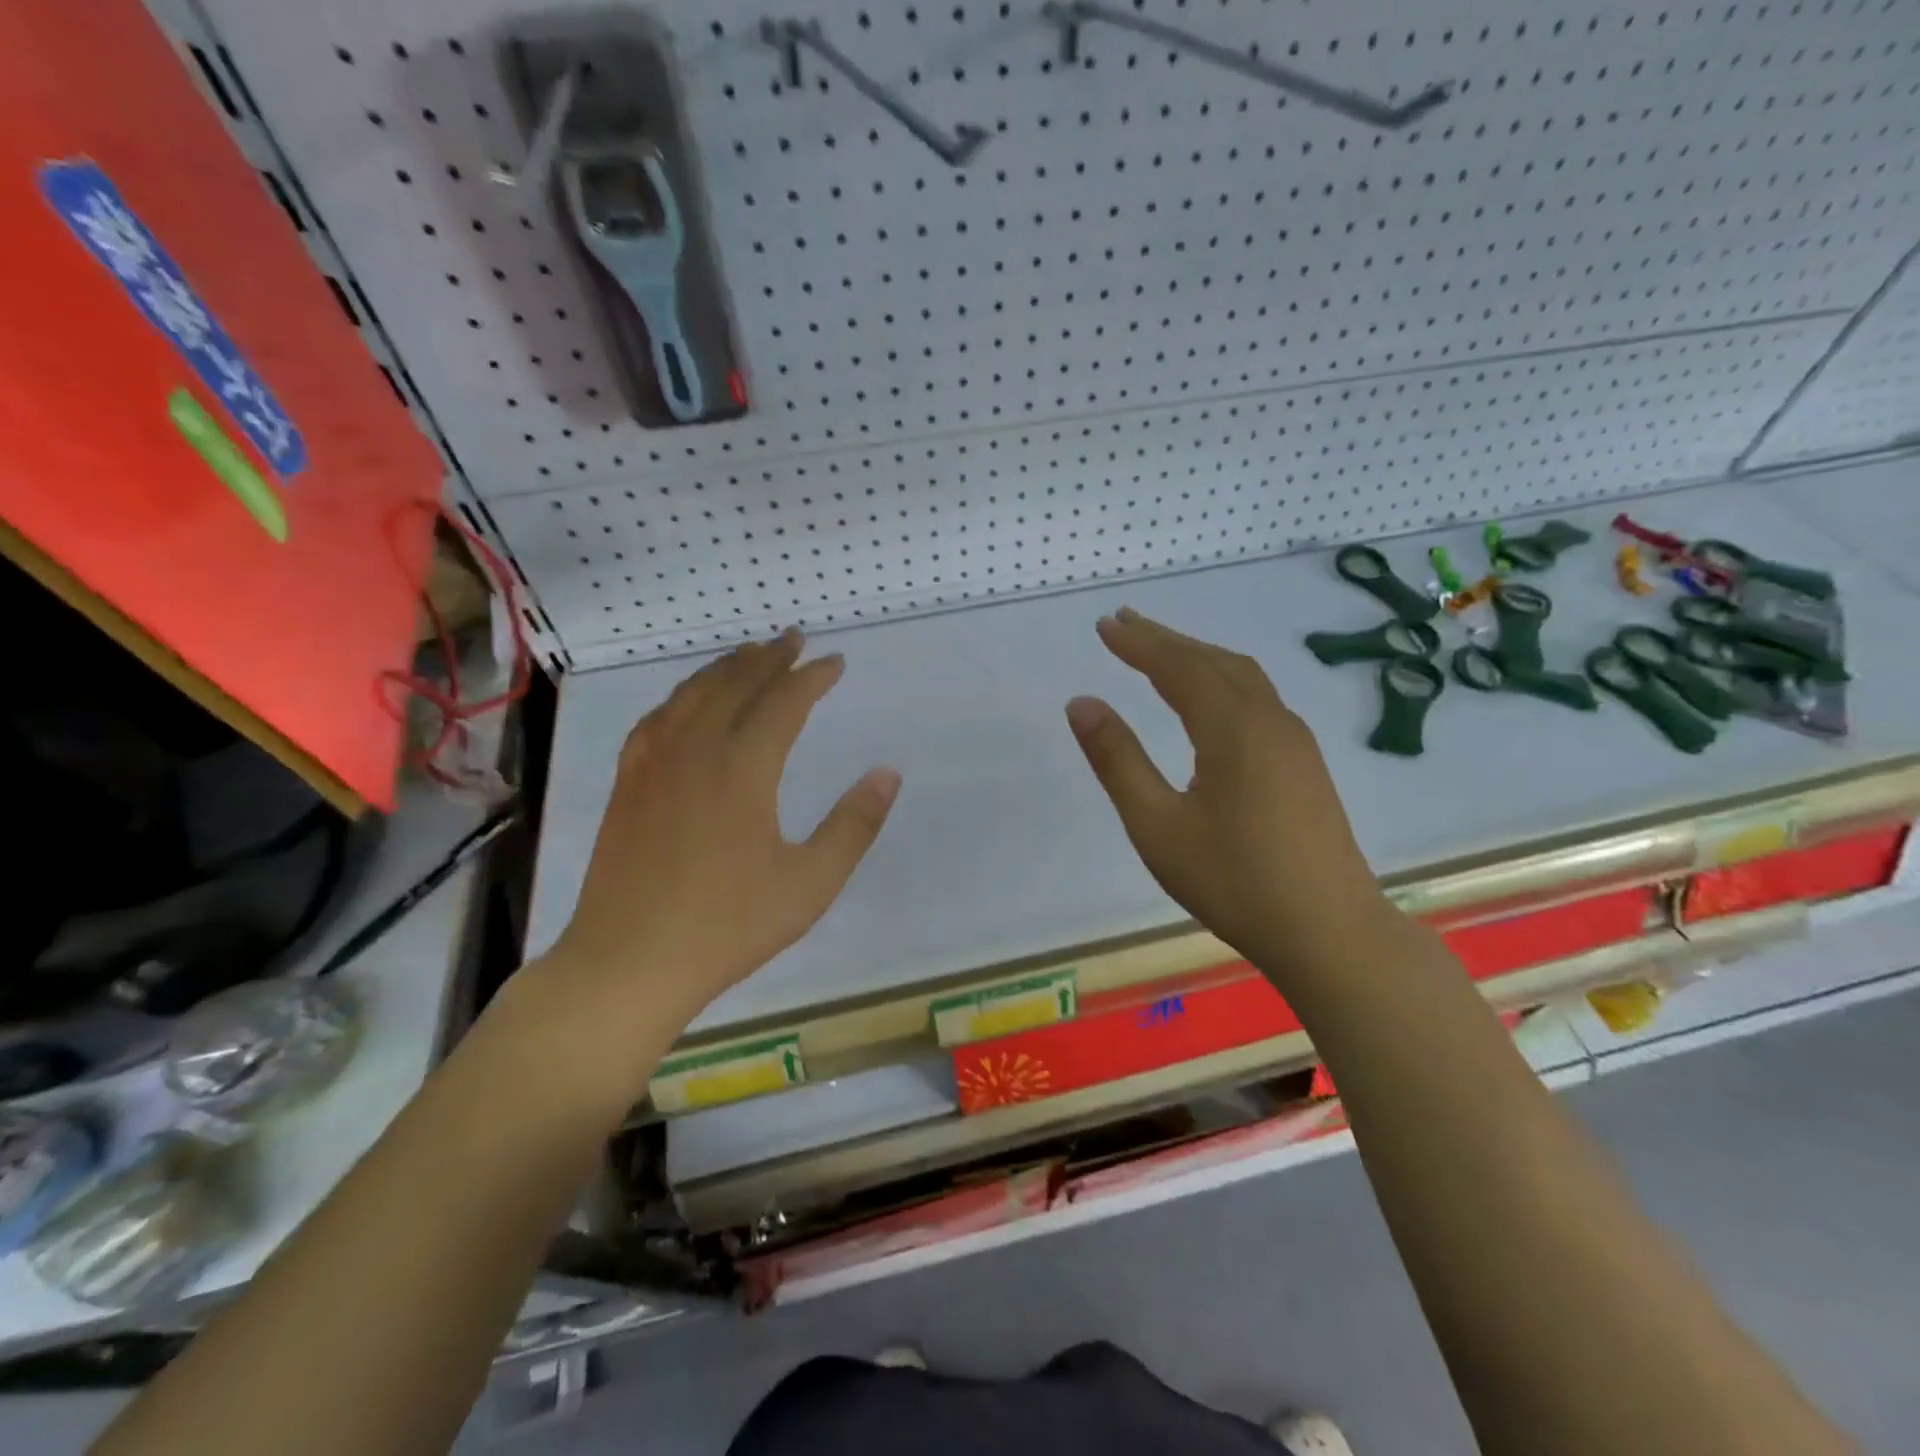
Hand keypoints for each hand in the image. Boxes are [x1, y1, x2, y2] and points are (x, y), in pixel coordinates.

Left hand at [543, 628, 899, 1028]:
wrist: (628, 962)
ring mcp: (653, 764)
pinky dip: (682, 696)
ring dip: (726, 668)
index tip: (836, 662)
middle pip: (735, 684)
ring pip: (692, 694)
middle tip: (795, 638)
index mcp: (743, 768)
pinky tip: (687, 701)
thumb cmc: (728, 926)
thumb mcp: (810, 882)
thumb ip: (853, 824)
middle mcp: (695, 750)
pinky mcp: (627, 783)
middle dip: (770, 657)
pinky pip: (657, 718)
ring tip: (749, 654)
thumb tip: (888, 773)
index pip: (784, 701)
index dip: (812, 677)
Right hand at [1066, 608, 1392, 980]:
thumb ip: (1118, 761)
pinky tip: (1209, 697)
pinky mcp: (1305, 762)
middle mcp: (1269, 720)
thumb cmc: (1235, 882)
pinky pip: (1258, 697)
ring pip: (1241, 676)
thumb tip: (1081, 703)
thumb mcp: (1158, 827)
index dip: (1139, 643)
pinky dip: (1222, 678)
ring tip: (1159, 649)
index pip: (1178, 667)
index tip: (1104, 625)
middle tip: (1123, 623)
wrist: (1330, 932)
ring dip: (1196, 656)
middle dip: (1166, 639)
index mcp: (1233, 729)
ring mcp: (1295, 740)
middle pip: (1212, 661)